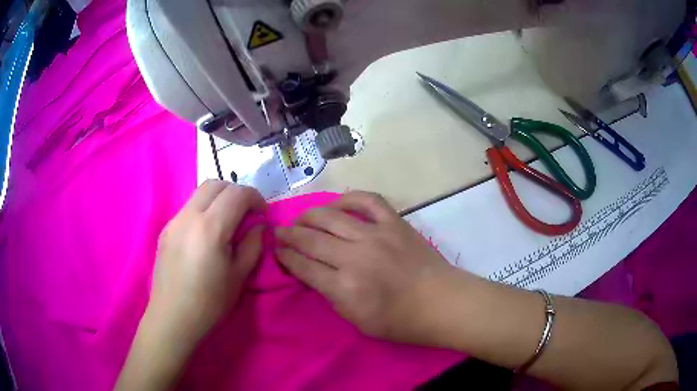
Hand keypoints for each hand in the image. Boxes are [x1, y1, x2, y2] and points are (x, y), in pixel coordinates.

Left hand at [149, 180, 266, 343]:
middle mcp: (189, 216)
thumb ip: (252, 245)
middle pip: (215, 184)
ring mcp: (174, 221)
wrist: (173, 318)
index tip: (263, 214)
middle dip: (236, 192)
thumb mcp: (239, 276)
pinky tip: (207, 236)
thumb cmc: (210, 302)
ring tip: (227, 223)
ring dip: (218, 199)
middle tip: (247, 213)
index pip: (237, 194)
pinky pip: (188, 209)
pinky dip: (204, 211)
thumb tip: (259, 227)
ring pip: (199, 194)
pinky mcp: (166, 230)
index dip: (255, 198)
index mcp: (211, 228)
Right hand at [275, 191, 461, 343]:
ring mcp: (376, 235)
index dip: (285, 257)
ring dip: (308, 215)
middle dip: (288, 235)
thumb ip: (331, 296)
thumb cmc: (400, 321)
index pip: (302, 266)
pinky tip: (337, 205)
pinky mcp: (394, 223)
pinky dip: (348, 199)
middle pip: (310, 238)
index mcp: (344, 288)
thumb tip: (313, 273)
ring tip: (300, 219)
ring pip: (330, 216)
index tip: (276, 251)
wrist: (441, 303)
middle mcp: (355, 257)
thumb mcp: (357, 321)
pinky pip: (367, 200)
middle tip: (279, 232)